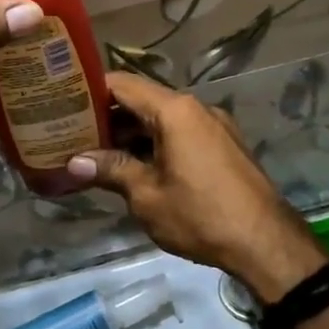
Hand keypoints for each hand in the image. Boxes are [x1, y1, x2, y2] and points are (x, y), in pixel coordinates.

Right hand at [67, 72, 325, 301]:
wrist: (266, 244)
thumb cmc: (200, 215)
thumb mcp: (146, 195)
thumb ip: (111, 170)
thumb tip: (74, 161)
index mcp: (175, 110)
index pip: (122, 84)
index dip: (90, 90)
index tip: (62, 102)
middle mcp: (195, 108)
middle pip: (142, 100)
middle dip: (107, 116)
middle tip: (71, 132)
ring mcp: (214, 126)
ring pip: (162, 119)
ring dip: (131, 133)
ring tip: (96, 153)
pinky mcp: (224, 146)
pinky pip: (181, 134)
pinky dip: (155, 143)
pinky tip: (134, 166)